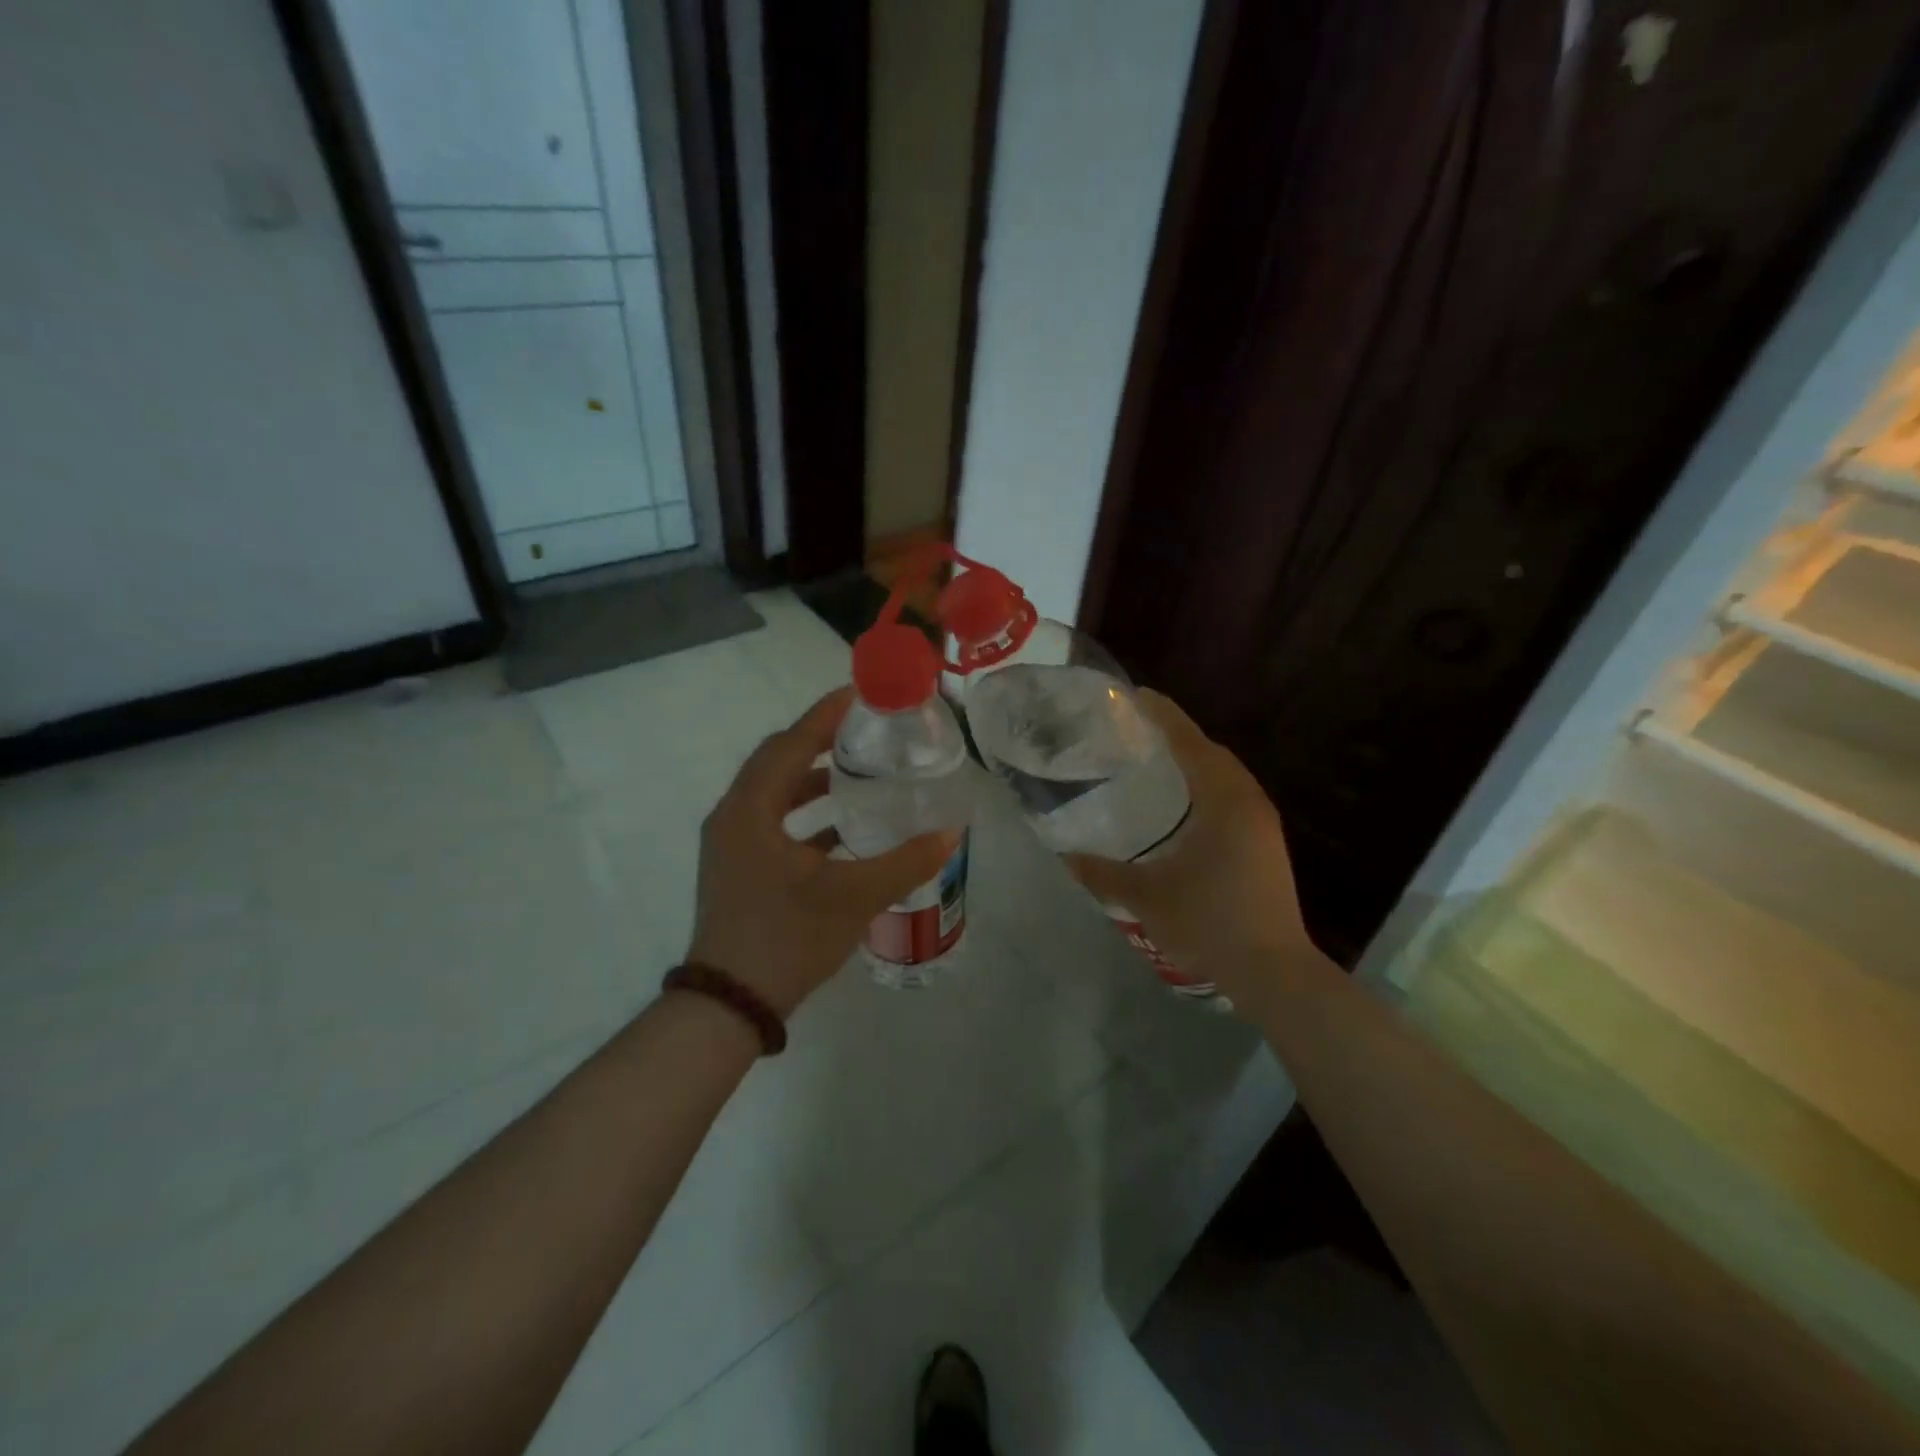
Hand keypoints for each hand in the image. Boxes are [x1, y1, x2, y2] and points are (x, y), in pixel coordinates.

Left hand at [687, 687, 957, 1017]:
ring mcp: (730, 845)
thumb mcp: (853, 898)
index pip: (790, 744)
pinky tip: (843, 830)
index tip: (860, 694)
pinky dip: (806, 816)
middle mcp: (733, 817)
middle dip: (820, 741)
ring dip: (813, 780)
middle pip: (778, 762)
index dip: (825, 716)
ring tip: (859, 776)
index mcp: (750, 810)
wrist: (730, 1006)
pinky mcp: (737, 868)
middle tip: (865, 731)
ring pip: (775, 794)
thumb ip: (904, 862)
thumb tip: (950, 833)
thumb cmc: (786, 939)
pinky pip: (773, 823)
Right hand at [1064, 690, 1326, 1013]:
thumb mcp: (1146, 897)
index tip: (1134, 695)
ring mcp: (1262, 822)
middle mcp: (1248, 800)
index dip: (1162, 715)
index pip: (1189, 741)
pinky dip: (1204, 785)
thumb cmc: (1208, 923)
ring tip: (1152, 761)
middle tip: (1134, 730)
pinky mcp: (1265, 843)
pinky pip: (1230, 795)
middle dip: (1175, 735)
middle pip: (1209, 752)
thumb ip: (1103, 873)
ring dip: (1192, 761)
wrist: (1273, 971)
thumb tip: (1065, 856)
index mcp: (1223, 800)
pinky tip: (1180, 806)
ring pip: (1223, 775)